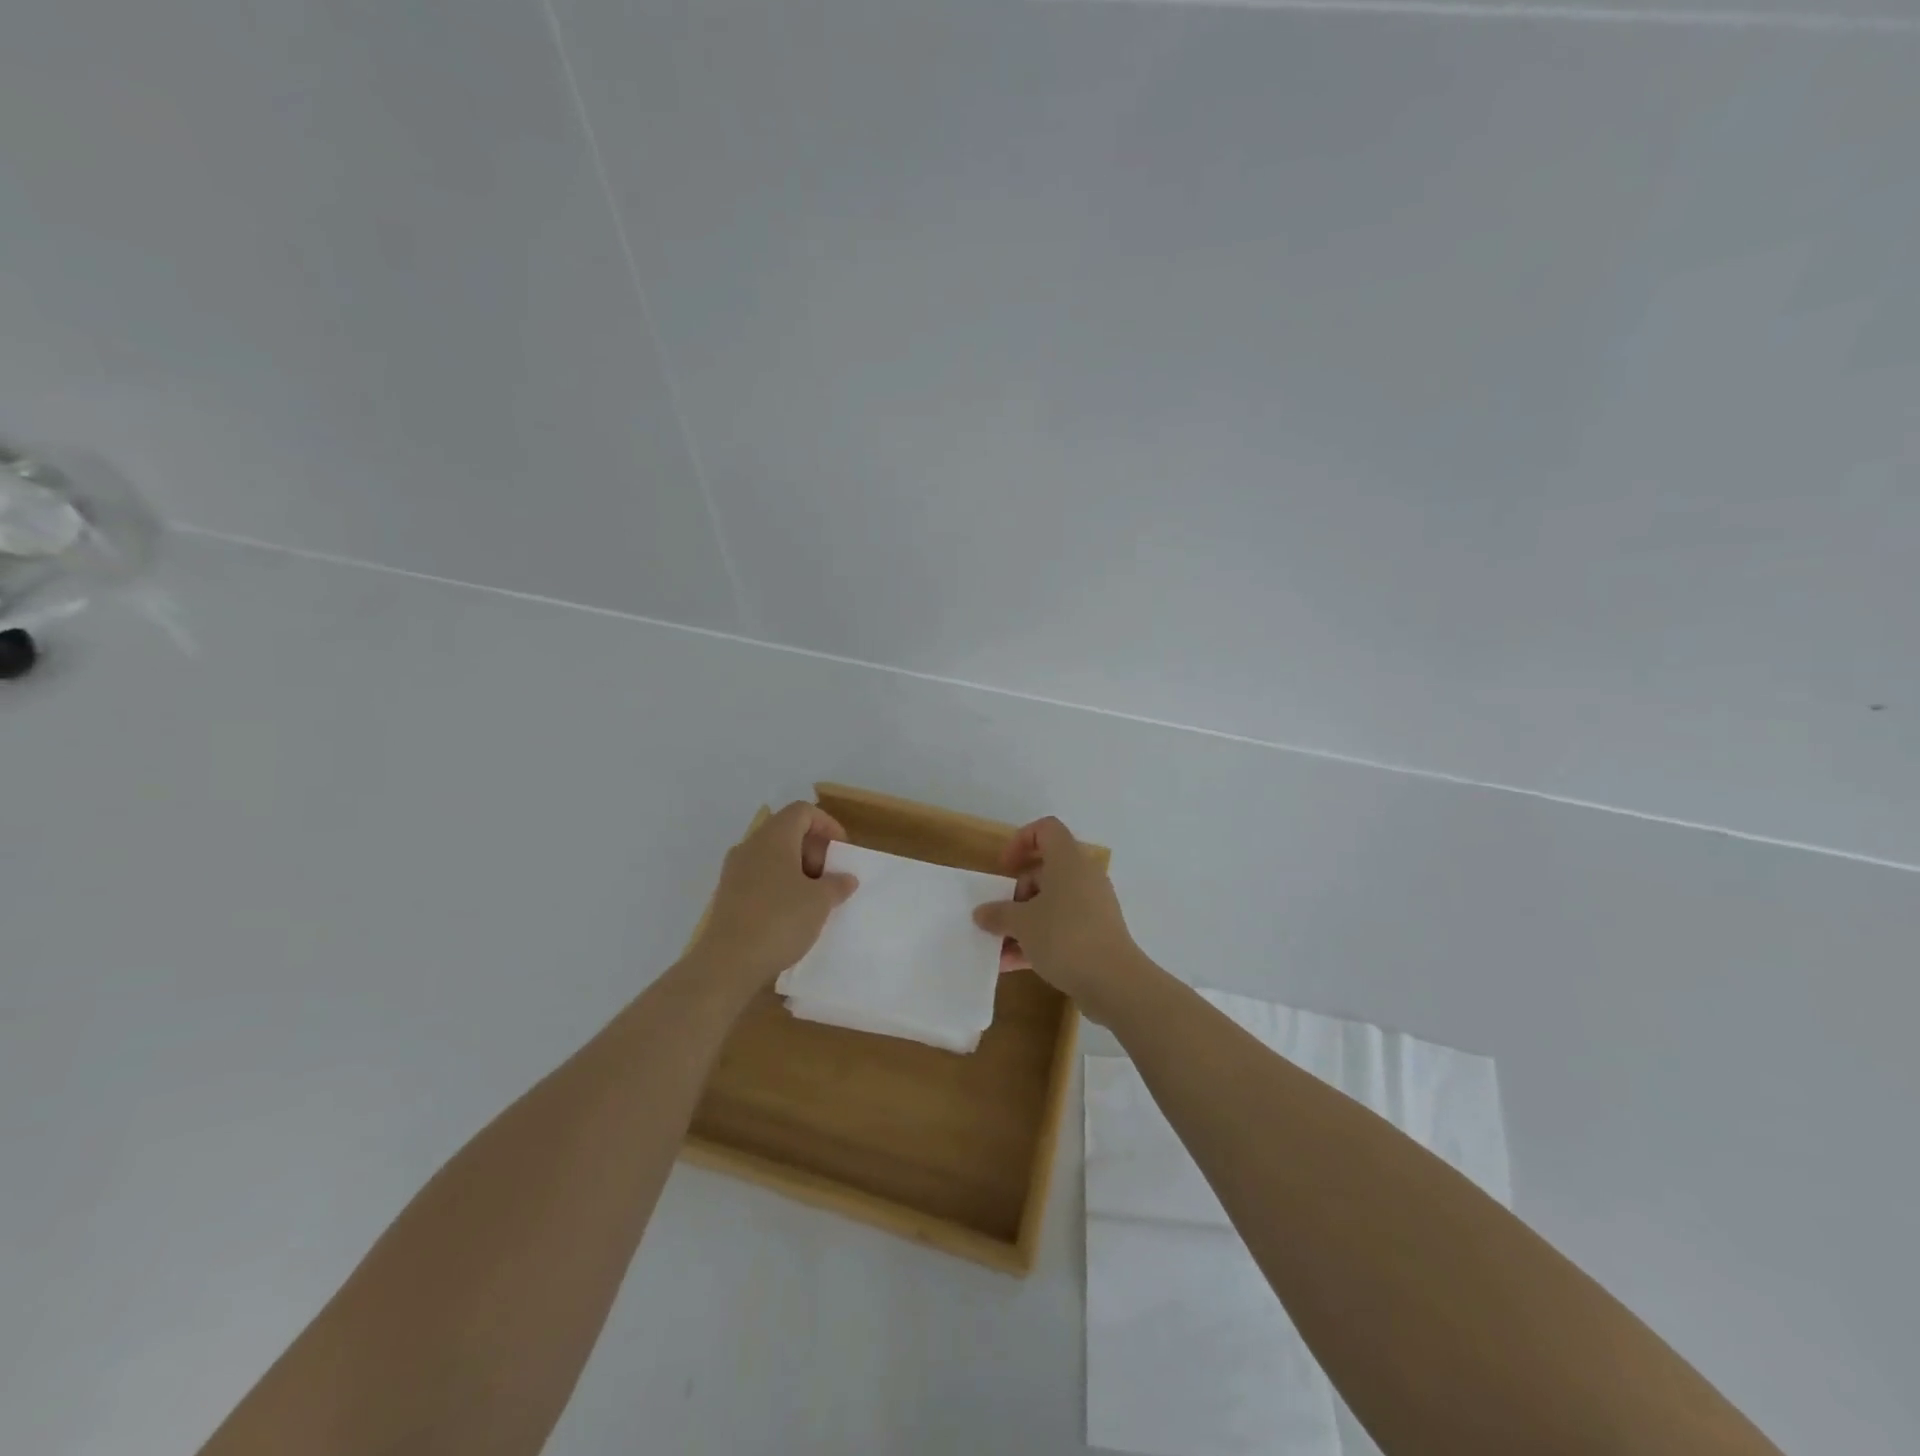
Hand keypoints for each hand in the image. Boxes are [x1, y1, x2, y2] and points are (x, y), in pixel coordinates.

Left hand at [689, 802, 858, 992]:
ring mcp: (734, 871)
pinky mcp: (727, 895)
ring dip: (797, 870)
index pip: (802, 811)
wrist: (728, 963)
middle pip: (786, 832)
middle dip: (813, 850)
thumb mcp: (820, 902)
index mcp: (774, 837)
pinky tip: (790, 914)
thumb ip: (837, 884)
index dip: (827, 825)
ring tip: (814, 899)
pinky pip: (759, 877)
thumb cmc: (780, 920)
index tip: (841, 851)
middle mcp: (750, 846)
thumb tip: (845, 878)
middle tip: (830, 878)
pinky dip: (779, 886)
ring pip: (772, 857)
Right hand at [973, 816, 1143, 1023]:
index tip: (1004, 868)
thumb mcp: (1022, 923)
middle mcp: (1083, 877)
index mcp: (1068, 861)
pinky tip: (1013, 964)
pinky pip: (1061, 927)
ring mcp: (1092, 906)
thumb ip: (998, 914)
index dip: (1021, 841)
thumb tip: (982, 913)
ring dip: (1023, 921)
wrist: (1113, 982)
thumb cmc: (1064, 937)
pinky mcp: (1096, 933)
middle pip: (1045, 870)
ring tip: (999, 947)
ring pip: (1051, 903)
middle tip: (1000, 915)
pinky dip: (1038, 939)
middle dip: (1017, 893)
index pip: (1046, 829)